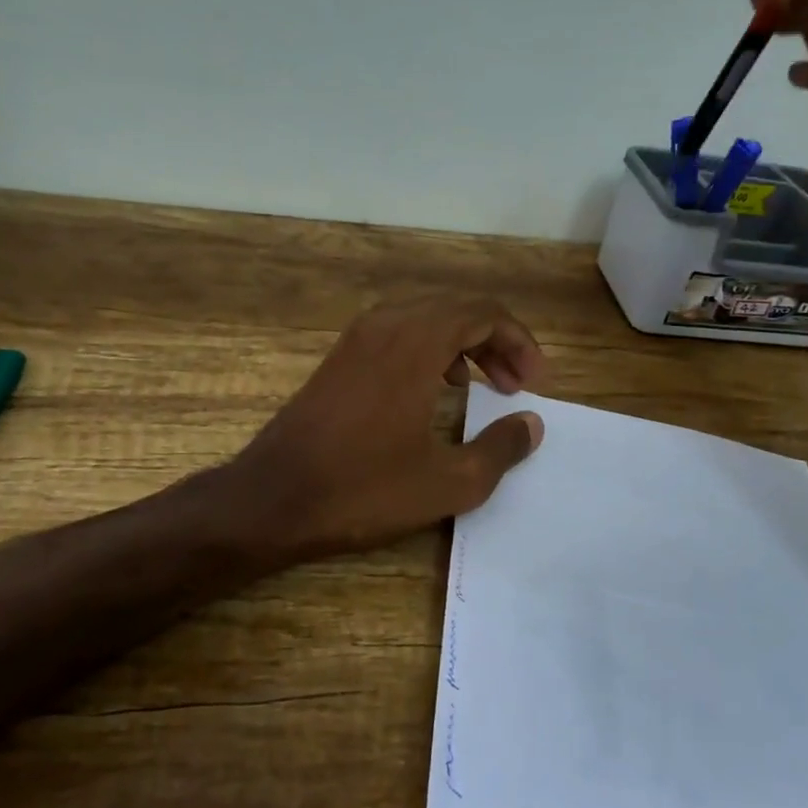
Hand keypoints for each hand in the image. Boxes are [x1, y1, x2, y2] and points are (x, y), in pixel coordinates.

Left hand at [221, 297, 545, 561]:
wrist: (272, 498)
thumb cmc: (363, 489)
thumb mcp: (447, 482)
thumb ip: (499, 449)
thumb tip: (532, 424)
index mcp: (416, 342)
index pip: (484, 314)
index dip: (519, 343)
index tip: (535, 383)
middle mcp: (386, 325)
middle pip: (457, 310)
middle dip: (495, 342)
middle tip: (516, 386)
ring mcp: (357, 338)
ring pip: (426, 319)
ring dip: (462, 345)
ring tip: (484, 387)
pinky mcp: (340, 358)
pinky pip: (398, 333)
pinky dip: (429, 350)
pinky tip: (435, 390)